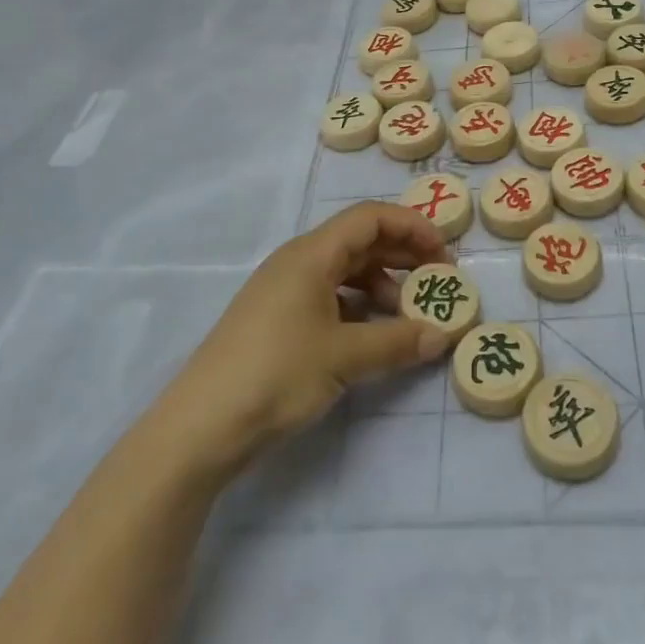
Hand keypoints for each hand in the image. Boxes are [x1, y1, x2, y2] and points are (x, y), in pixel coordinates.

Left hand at [156, 202, 452, 480]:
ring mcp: (284, 290)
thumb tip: (442, 336)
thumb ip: (397, 342)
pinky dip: (358, 305)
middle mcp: (298, 261)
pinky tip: (373, 333)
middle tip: (437, 281)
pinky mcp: (277, 318)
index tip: (443, 254)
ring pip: (345, 269)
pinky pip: (329, 295)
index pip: (370, 217)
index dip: (412, 226)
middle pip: (360, 240)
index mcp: (311, 254)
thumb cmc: (276, 374)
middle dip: (402, 254)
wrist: (201, 426)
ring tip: (407, 313)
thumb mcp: (344, 357)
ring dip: (381, 283)